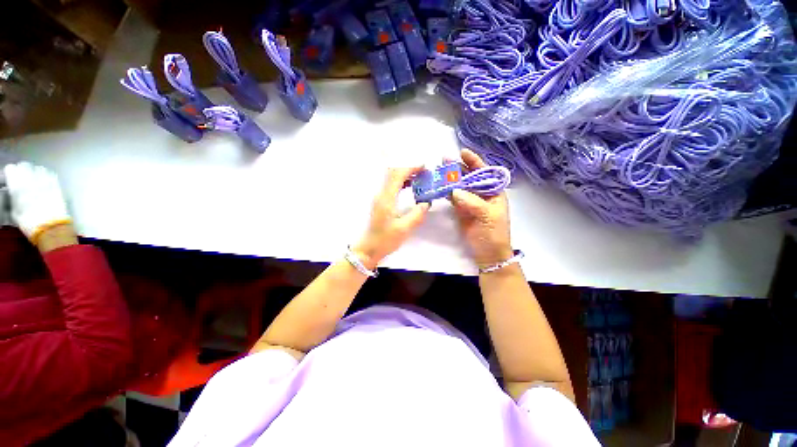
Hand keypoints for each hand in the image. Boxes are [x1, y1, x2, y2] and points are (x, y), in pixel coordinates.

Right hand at [3, 162, 71, 243]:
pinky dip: (46, 176)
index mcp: (17, 185)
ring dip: (34, 172)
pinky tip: (44, 183)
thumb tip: (10, 194)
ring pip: (37, 168)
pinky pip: (50, 174)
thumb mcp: (14, 212)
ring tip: (33, 181)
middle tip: (20, 180)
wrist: (51, 227)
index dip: (9, 174)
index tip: (9, 180)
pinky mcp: (57, 184)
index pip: (11, 169)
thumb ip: (11, 199)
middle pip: (24, 166)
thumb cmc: (29, 223)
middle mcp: (31, 179)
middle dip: (21, 171)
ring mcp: (45, 181)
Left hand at [352, 167, 430, 269]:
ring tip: (420, 177)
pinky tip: (410, 187)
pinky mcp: (380, 202)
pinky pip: (391, 186)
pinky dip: (401, 182)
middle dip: (408, 169)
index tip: (424, 167)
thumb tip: (427, 202)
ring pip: (391, 178)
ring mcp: (379, 198)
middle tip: (424, 172)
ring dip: (405, 175)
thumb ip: (417, 214)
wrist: (369, 249)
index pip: (397, 175)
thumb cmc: (385, 240)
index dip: (411, 168)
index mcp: (387, 199)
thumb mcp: (404, 229)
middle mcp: (381, 194)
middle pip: (393, 173)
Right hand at [451, 149, 512, 269]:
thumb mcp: (488, 216)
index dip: (474, 161)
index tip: (463, 152)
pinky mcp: (461, 210)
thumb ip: (472, 202)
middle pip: (469, 177)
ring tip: (439, 171)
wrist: (488, 252)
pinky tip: (440, 187)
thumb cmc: (494, 233)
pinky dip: (446, 192)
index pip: (484, 172)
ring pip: (459, 186)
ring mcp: (470, 201)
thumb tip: (455, 191)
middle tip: (445, 160)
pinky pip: (453, 198)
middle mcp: (482, 193)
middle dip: (458, 168)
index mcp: (494, 191)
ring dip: (450, 179)